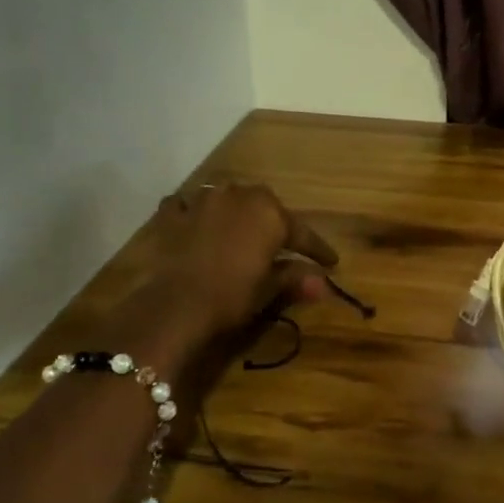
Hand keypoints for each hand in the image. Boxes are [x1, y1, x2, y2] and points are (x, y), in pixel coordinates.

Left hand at [145, 182, 339, 339]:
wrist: (175, 306)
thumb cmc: (232, 296)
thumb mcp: (269, 290)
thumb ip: (295, 279)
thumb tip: (322, 283)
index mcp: (270, 214)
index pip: (302, 233)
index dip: (317, 250)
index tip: (331, 262)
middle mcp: (239, 196)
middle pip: (264, 206)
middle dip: (275, 222)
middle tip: (282, 243)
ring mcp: (202, 200)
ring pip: (227, 198)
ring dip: (236, 211)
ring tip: (239, 227)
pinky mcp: (172, 213)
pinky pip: (188, 205)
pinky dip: (195, 213)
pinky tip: (195, 222)